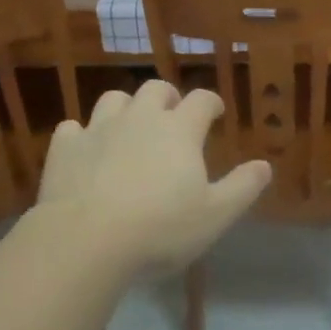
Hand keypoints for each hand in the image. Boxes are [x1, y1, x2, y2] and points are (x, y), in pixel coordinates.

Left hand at [34, 80, 270, 280]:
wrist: (86, 240)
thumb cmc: (160, 229)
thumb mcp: (214, 215)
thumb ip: (242, 188)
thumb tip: (265, 165)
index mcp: (179, 130)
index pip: (202, 100)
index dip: (211, 103)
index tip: (215, 113)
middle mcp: (140, 118)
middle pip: (156, 89)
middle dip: (168, 98)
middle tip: (172, 117)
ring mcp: (99, 128)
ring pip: (114, 99)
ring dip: (126, 108)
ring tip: (129, 128)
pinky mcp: (65, 146)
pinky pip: (73, 128)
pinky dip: (82, 135)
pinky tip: (86, 152)